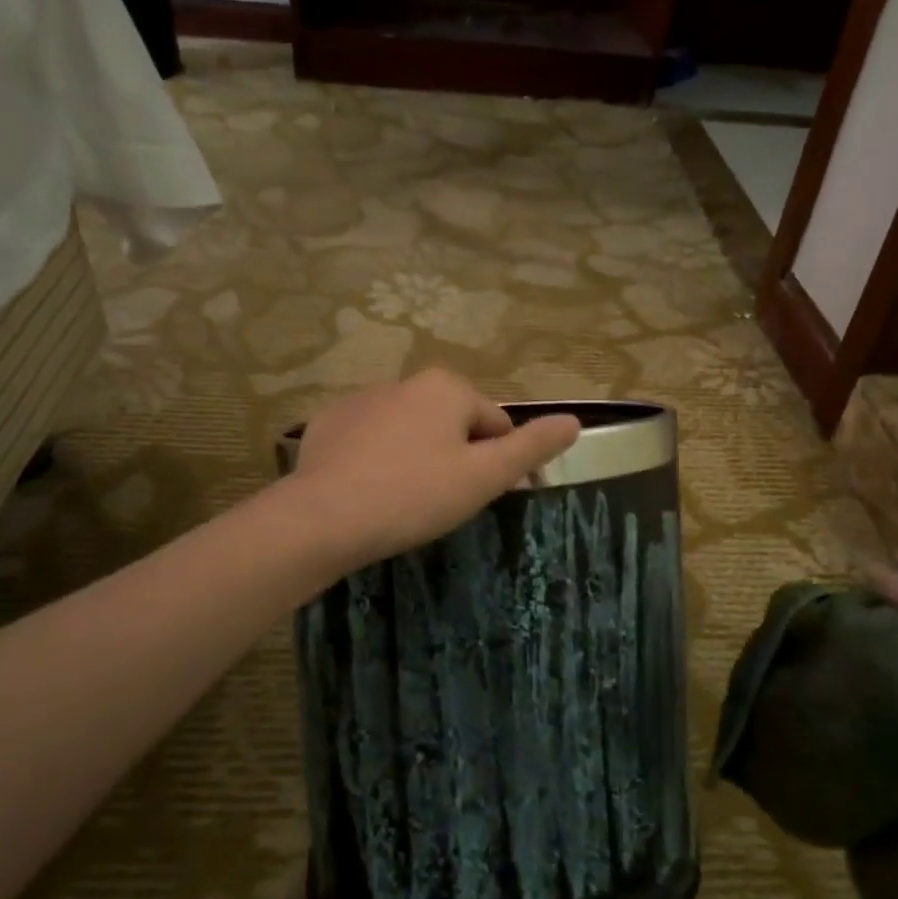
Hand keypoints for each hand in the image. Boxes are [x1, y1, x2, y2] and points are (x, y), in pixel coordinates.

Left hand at [290, 370, 580, 570]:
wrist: (323, 517)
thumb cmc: (414, 495)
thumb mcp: (484, 477)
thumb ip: (532, 446)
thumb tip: (574, 420)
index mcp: (447, 387)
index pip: (495, 424)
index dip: (496, 463)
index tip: (478, 498)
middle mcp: (405, 381)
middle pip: (451, 423)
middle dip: (454, 457)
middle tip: (440, 502)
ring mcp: (361, 399)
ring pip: (409, 430)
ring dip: (416, 457)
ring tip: (402, 501)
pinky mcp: (327, 423)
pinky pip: (369, 439)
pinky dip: (376, 459)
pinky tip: (367, 491)